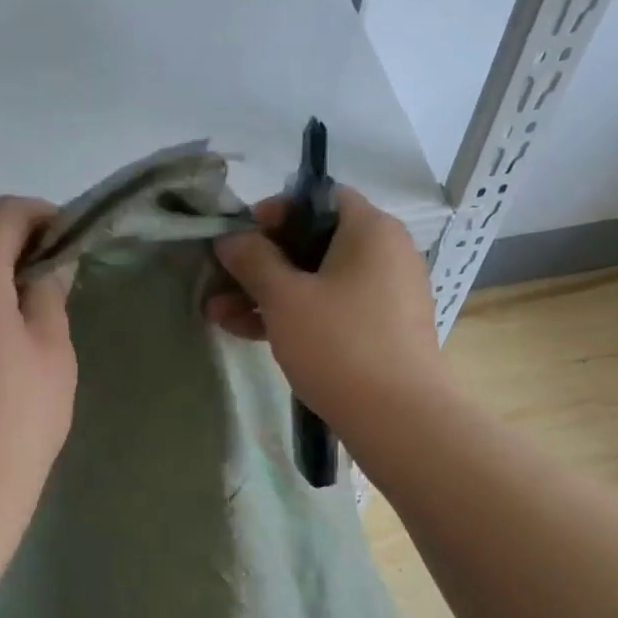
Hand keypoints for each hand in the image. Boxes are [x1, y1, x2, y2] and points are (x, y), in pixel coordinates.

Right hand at [206, 187, 443, 436]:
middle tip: (219, 283)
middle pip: (313, 243)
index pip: (317, 199)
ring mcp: (384, 295)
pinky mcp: (379, 332)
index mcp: (370, 229)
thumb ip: (253, 260)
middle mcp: (384, 254)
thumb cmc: (339, 344)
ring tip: (218, 315)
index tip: (238, 239)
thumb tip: (231, 238)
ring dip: (267, 295)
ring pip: (316, 282)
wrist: (398, 418)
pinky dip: (294, 316)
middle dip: (259, 264)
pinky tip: (249, 333)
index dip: (273, 213)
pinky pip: (330, 310)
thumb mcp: (285, 298)